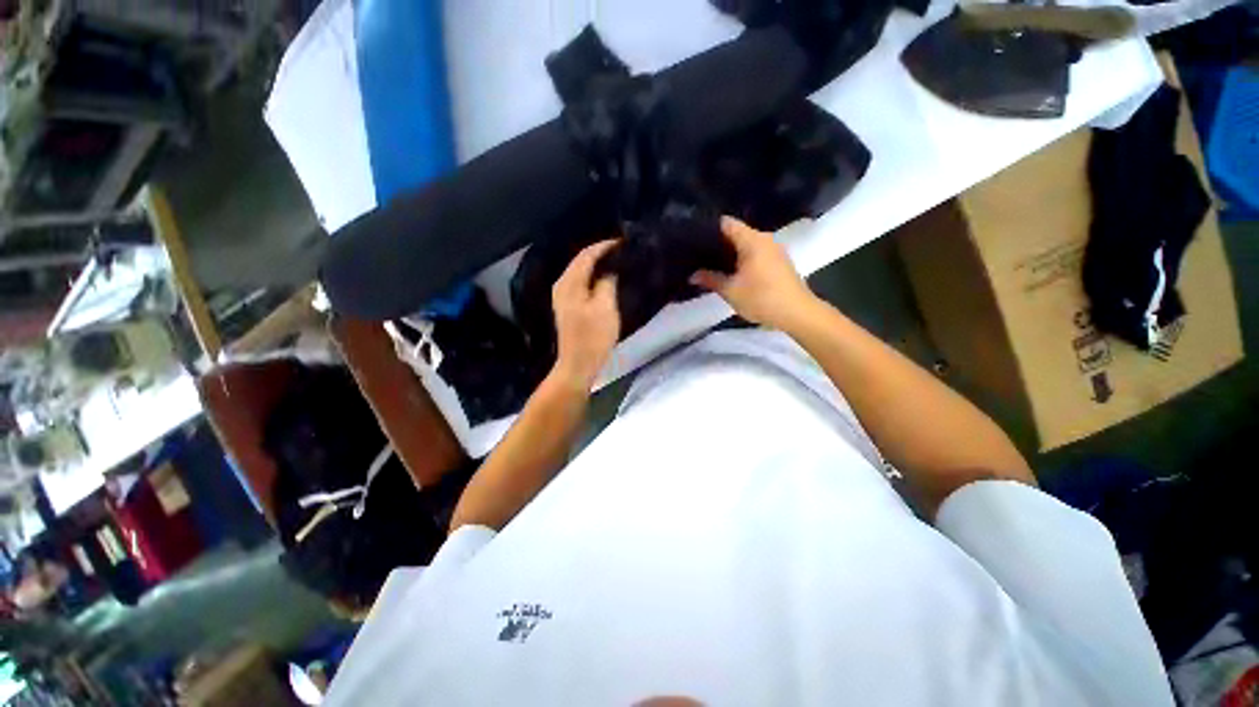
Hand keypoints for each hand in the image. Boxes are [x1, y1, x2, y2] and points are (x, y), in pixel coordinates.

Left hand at [551, 239, 620, 389]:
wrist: (578, 364)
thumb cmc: (593, 337)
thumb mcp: (605, 308)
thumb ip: (607, 283)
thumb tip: (609, 270)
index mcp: (570, 283)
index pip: (586, 255)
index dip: (604, 246)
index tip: (623, 242)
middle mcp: (562, 285)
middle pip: (580, 261)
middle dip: (600, 253)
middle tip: (621, 251)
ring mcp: (562, 296)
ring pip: (580, 272)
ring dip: (596, 265)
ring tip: (616, 262)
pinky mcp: (567, 307)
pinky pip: (580, 283)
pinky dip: (592, 277)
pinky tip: (604, 279)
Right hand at [691, 216, 816, 330]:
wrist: (797, 313)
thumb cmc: (761, 298)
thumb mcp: (730, 291)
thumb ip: (710, 279)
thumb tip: (693, 275)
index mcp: (752, 240)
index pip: (726, 223)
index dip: (709, 229)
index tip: (694, 239)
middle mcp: (764, 239)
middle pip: (737, 233)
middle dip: (718, 243)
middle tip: (699, 255)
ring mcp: (774, 249)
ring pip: (747, 244)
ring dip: (731, 253)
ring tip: (712, 264)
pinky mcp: (779, 261)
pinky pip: (756, 253)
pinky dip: (743, 259)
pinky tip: (733, 272)